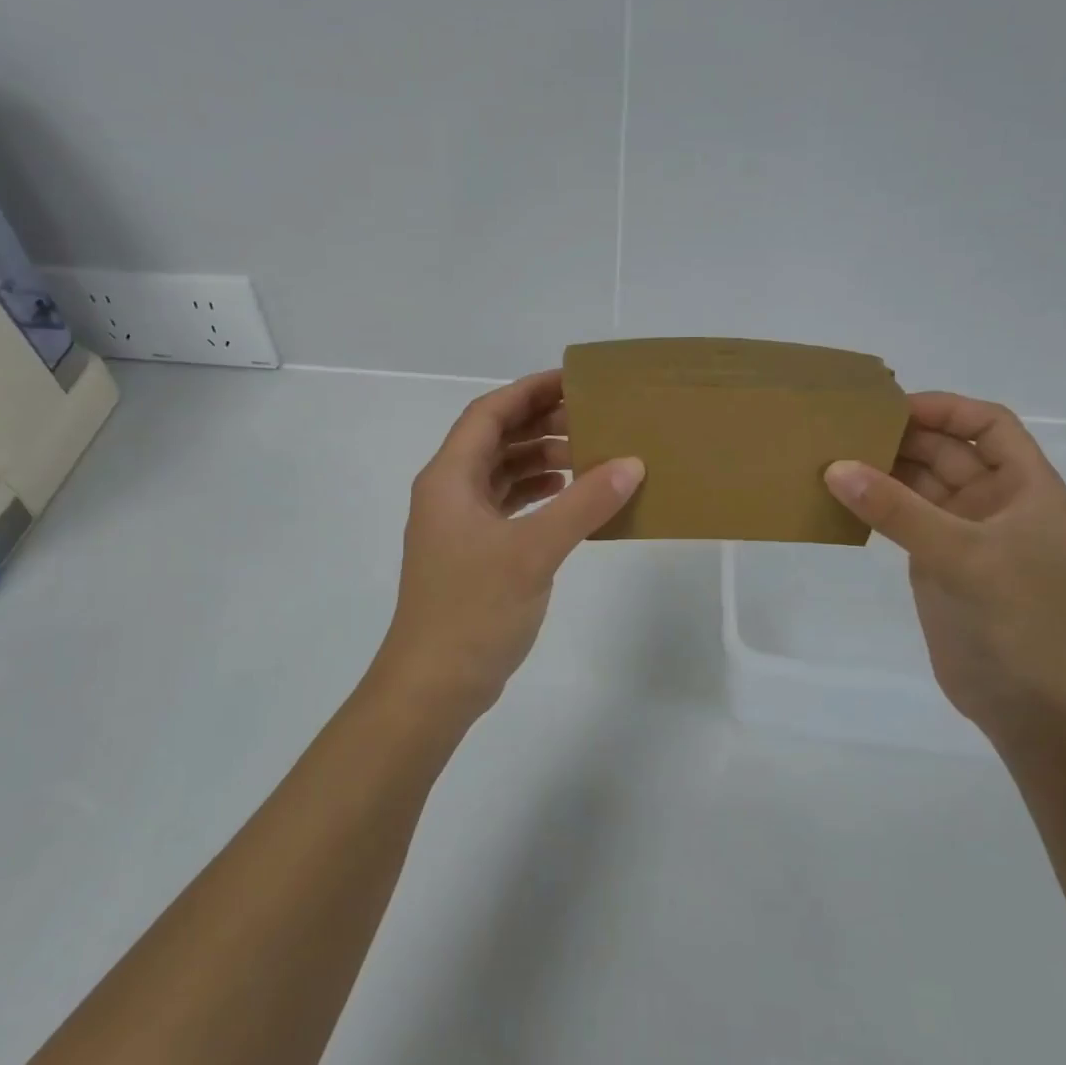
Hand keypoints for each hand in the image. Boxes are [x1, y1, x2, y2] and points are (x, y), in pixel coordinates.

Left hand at [372, 370, 643, 725]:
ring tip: (591, 456)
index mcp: (449, 478)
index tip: (574, 380)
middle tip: (593, 417)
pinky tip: (571, 499)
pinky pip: (508, 507)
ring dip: (541, 461)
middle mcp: (449, 493)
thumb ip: (583, 504)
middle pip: (495, 440)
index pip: (489, 413)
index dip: (529, 391)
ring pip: (502, 474)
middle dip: (541, 424)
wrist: (434, 683)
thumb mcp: (533, 551)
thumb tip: (631, 463)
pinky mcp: (473, 554)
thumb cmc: (474, 608)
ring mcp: (459, 526)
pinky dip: (538, 496)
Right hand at [824, 392, 1065, 739]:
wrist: (1024, 702)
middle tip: (845, 429)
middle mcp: (996, 503)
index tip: (893, 407)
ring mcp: (964, 533)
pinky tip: (841, 498)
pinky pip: (904, 517)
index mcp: (1026, 488)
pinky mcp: (937, 560)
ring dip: (884, 470)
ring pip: (921, 484)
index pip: (990, 425)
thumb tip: (836, 467)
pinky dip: (876, 504)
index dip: (946, 408)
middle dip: (904, 437)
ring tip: (833, 457)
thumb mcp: (959, 554)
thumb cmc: (1013, 618)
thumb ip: (897, 509)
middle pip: (949, 451)